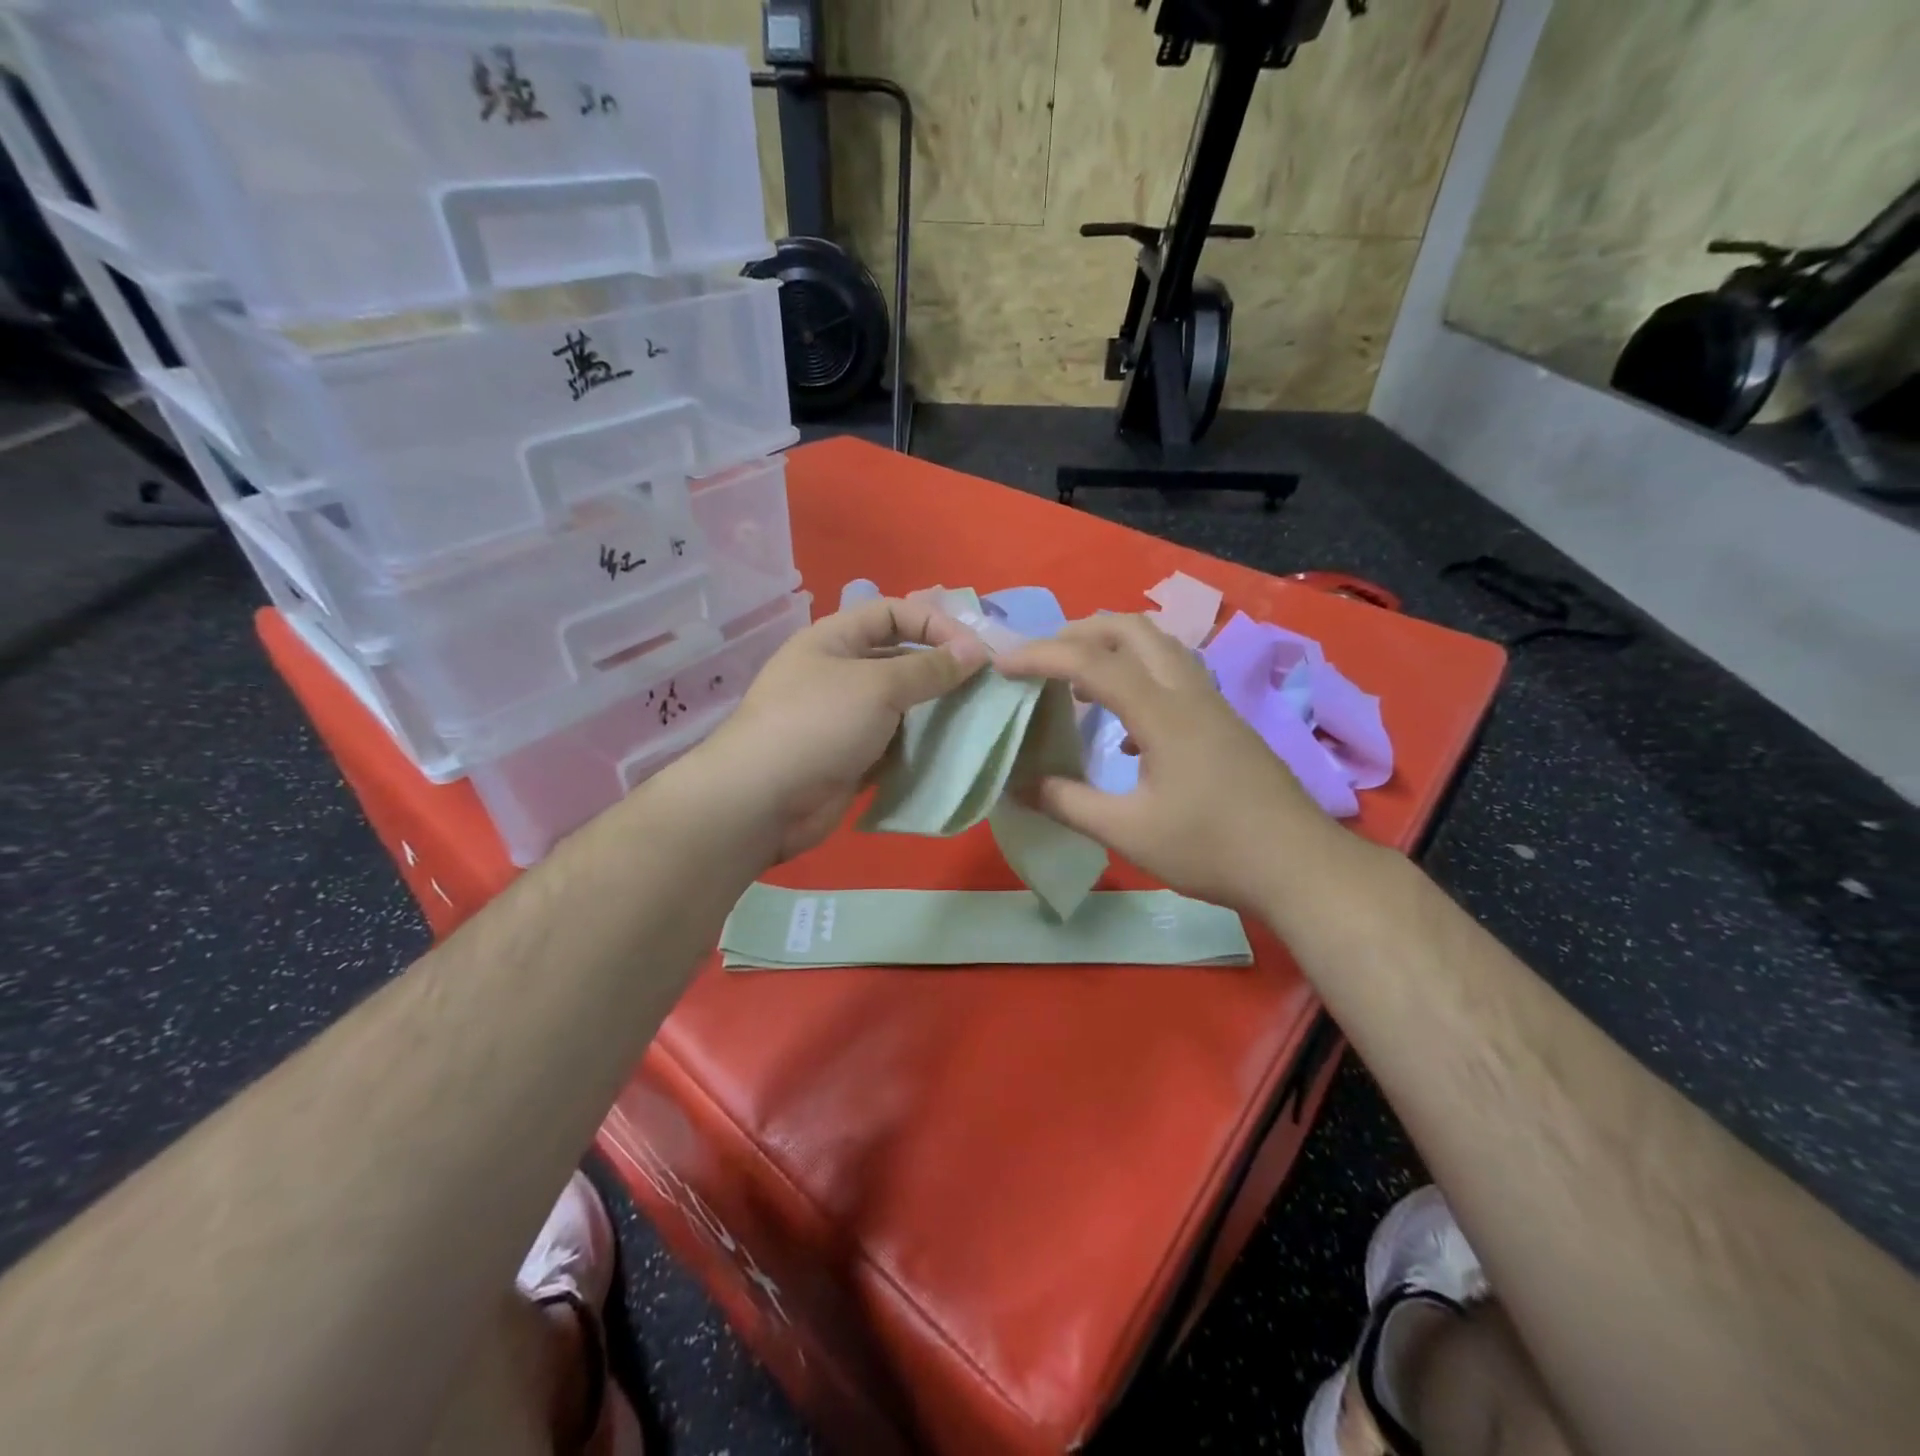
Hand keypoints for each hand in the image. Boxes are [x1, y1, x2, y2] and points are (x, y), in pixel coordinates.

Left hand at [691, 596, 988, 862]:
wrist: (763, 800)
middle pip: (899, 658)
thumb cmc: (818, 724)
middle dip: (940, 668)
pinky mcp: (852, 757)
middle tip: (985, 684)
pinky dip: (921, 744)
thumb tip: (976, 650)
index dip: (934, 623)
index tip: (974, 650)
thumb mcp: (877, 685)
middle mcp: (839, 673)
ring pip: (901, 705)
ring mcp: (844, 718)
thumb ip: (929, 668)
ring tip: (977, 717)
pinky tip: (952, 750)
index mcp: (835, 639)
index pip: (892, 613)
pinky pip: (895, 743)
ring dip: (935, 709)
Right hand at [996, 614, 1339, 912]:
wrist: (1299, 866)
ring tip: (1076, 679)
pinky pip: (1173, 673)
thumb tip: (1017, 785)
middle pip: (1130, 629)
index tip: (1001, 666)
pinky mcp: (1224, 720)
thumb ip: (1068, 803)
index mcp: (1162, 712)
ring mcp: (1212, 703)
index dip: (1039, 657)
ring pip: (1158, 646)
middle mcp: (1188, 692)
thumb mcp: (1128, 833)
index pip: (1090, 662)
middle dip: (1077, 631)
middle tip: (1040, 659)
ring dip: (1111, 647)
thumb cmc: (1212, 849)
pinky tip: (1124, 726)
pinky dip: (1137, 675)